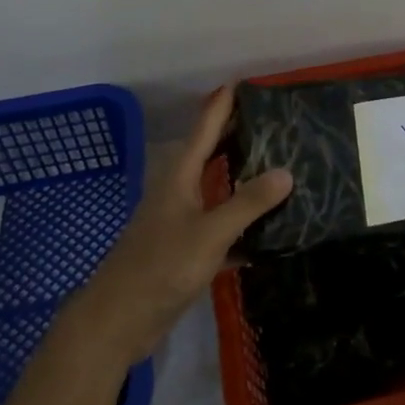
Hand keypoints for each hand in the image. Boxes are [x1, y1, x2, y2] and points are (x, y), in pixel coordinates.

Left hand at [73, 85, 291, 362]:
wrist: (118, 321)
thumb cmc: (160, 267)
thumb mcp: (209, 233)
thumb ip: (247, 204)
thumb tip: (286, 172)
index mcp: (178, 179)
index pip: (203, 132)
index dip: (220, 107)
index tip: (239, 83)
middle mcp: (179, 194)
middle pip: (209, 157)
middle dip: (234, 137)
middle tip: (270, 121)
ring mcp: (181, 224)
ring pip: (217, 192)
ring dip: (241, 180)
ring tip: (276, 166)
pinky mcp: (186, 253)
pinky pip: (221, 228)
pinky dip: (243, 225)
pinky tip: (269, 230)